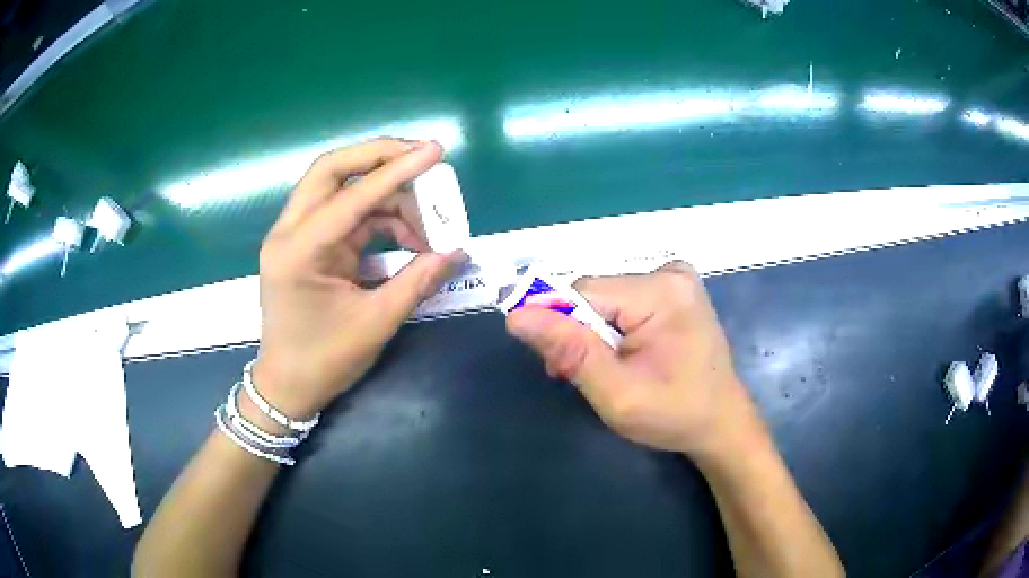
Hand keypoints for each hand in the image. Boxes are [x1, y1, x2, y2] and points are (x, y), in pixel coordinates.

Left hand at [252, 139, 464, 418]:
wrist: (287, 386)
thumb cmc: (324, 360)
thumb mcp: (375, 323)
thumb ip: (417, 281)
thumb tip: (457, 252)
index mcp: (300, 251)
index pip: (352, 197)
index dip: (397, 171)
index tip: (434, 151)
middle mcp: (289, 232)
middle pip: (331, 170)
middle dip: (379, 157)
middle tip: (421, 157)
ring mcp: (294, 235)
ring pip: (338, 187)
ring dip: (383, 191)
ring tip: (425, 212)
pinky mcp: (305, 243)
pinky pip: (343, 212)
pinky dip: (376, 214)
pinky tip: (406, 234)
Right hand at [506, 263, 759, 457]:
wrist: (720, 423)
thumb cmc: (674, 415)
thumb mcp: (617, 393)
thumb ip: (570, 351)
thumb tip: (517, 315)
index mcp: (661, 291)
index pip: (583, 293)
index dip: (563, 329)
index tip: (561, 369)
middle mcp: (669, 272)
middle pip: (595, 294)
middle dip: (580, 336)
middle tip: (581, 377)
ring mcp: (675, 279)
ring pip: (605, 300)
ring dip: (594, 335)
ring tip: (606, 373)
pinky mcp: (674, 291)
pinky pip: (622, 303)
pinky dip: (612, 330)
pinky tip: (623, 357)